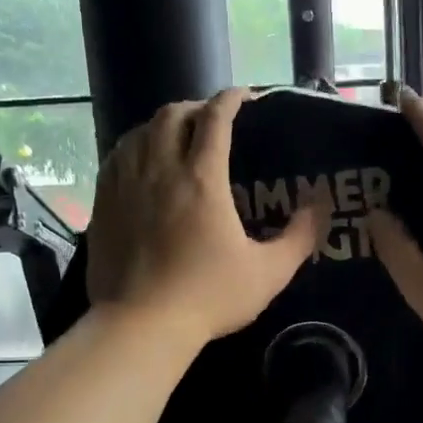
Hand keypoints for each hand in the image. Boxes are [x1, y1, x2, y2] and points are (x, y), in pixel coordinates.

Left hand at [87, 88, 327, 349]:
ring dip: (163, 124)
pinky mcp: (103, 203)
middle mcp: (160, 169)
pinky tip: (142, 160)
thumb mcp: (268, 273)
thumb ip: (299, 237)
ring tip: (177, 135)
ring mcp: (126, 184)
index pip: (215, 118)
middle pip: (172, 114)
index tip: (245, 97)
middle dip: (195, 107)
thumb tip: (319, 207)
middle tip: (213, 120)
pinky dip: (134, 146)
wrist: (140, 325)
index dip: (231, 99)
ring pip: (140, 131)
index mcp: (202, 178)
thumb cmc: (208, 297)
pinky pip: (116, 156)